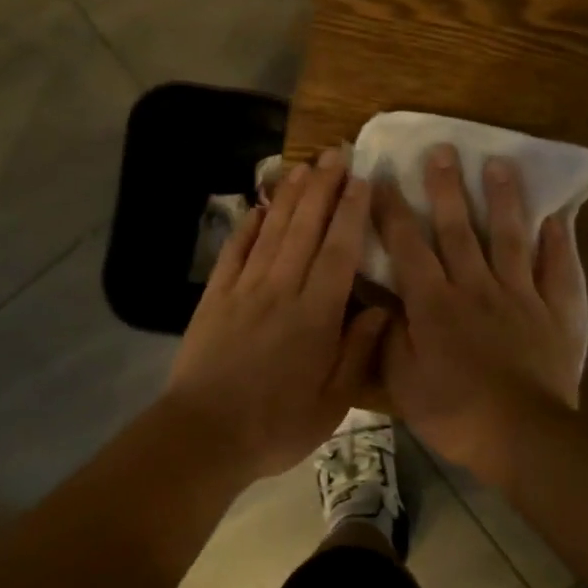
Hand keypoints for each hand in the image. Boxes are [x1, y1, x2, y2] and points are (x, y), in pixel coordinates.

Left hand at [165, 149, 389, 478]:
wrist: (204, 435)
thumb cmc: (276, 424)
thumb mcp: (332, 401)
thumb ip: (357, 350)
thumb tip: (383, 309)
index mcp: (315, 314)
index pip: (338, 250)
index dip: (352, 212)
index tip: (362, 180)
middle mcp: (281, 289)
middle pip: (304, 228)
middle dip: (322, 187)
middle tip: (335, 153)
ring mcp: (244, 289)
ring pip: (271, 231)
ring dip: (288, 196)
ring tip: (303, 165)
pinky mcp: (215, 297)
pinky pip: (234, 251)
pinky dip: (246, 226)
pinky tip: (257, 206)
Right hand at [375, 145, 587, 480]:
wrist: (524, 437)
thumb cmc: (456, 413)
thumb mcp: (405, 384)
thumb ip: (390, 340)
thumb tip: (383, 304)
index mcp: (435, 304)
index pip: (407, 247)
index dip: (391, 211)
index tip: (380, 178)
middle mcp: (475, 287)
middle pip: (458, 229)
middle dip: (446, 187)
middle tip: (442, 149)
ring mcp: (519, 295)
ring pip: (508, 237)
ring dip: (503, 199)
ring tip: (499, 163)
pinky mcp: (554, 310)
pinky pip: (557, 269)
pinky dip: (558, 242)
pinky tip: (559, 216)